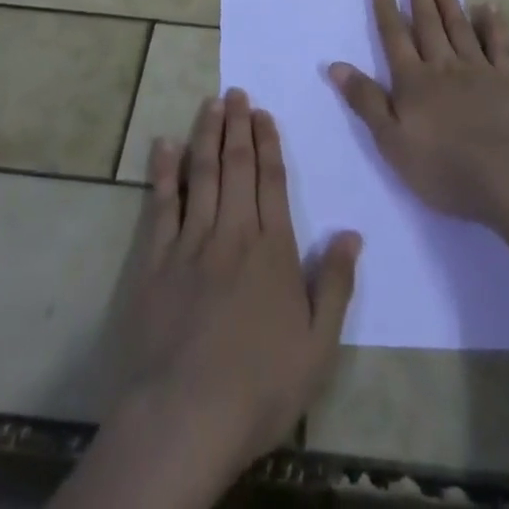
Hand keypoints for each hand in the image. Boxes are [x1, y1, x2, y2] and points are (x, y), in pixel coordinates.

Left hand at [103, 91, 359, 494]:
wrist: (186, 416)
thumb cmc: (260, 386)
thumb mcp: (318, 348)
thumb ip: (336, 285)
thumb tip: (351, 233)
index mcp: (272, 250)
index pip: (271, 181)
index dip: (268, 143)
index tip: (263, 113)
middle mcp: (232, 233)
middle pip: (236, 167)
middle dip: (237, 126)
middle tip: (236, 92)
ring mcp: (191, 242)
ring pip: (202, 174)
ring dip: (206, 135)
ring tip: (210, 103)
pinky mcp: (156, 259)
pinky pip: (161, 204)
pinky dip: (164, 171)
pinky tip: (164, 145)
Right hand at [329, 0, 508, 226]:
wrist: (508, 177)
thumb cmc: (443, 167)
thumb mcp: (391, 141)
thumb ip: (365, 100)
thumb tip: (335, 65)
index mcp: (413, 81)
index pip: (394, 36)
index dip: (385, 7)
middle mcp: (443, 66)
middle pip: (428, 22)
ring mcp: (478, 70)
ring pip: (459, 26)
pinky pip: (499, 44)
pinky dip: (493, 23)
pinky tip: (489, 6)